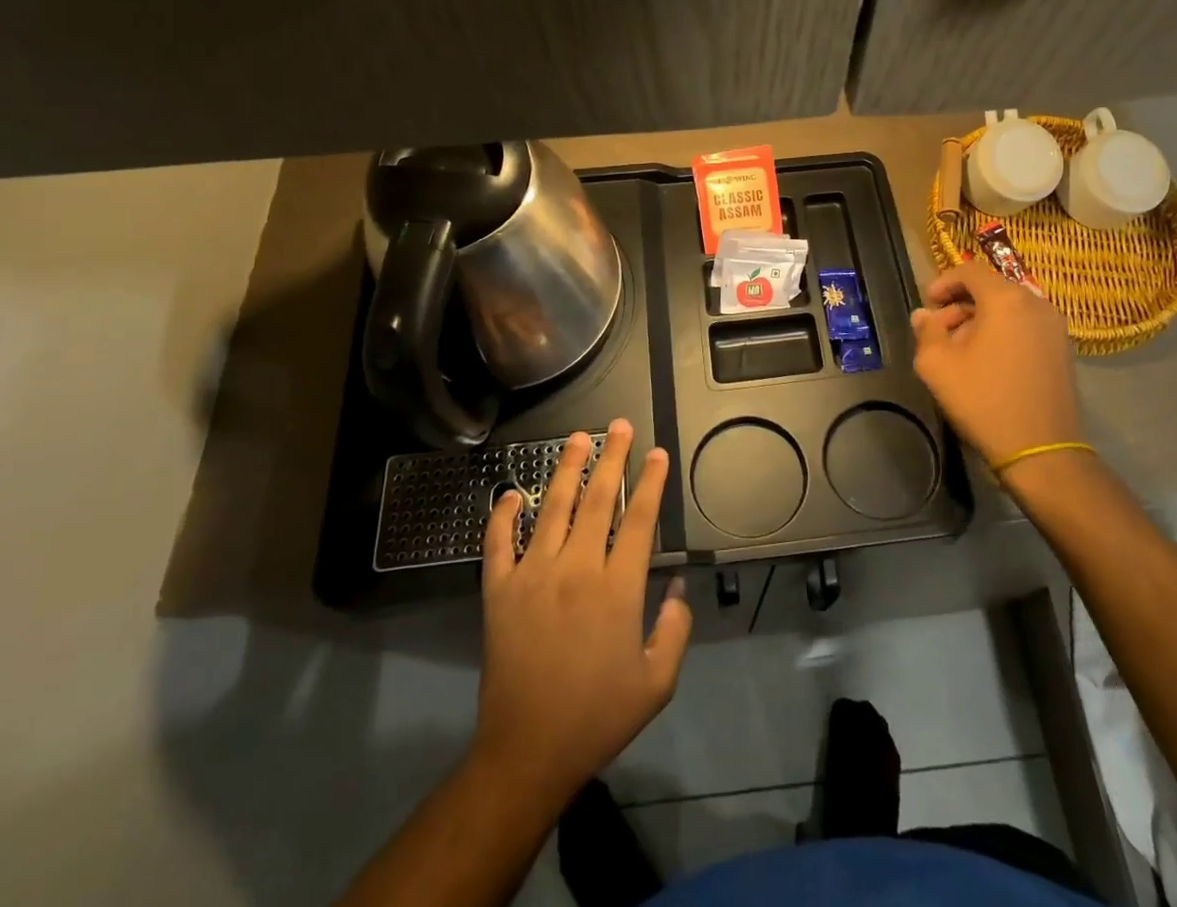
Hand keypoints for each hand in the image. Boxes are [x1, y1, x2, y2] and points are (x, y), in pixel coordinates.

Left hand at [473, 420, 691, 802]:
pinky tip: (510, 494)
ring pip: (552, 508)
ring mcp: (532, 575)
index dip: (651, 482)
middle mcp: (576, 569)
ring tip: (577, 438)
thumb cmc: (597, 716)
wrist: (527, 752)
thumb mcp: (656, 682)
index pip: (638, 519)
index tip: (657, 452)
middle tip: (619, 425)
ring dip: (566, 469)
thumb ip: (675, 628)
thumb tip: (679, 585)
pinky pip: (498, 543)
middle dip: (612, 458)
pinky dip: (502, 515)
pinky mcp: (499, 591)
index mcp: (617, 588)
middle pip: (598, 499)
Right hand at [910, 261, 1083, 469]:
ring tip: (961, 349)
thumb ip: (926, 331)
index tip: (928, 304)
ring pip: (1009, 307)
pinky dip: (1003, 331)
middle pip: (991, 288)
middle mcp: (1036, 303)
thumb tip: (924, 315)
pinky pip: (1026, 324)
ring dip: (981, 318)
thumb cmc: (984, 401)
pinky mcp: (1063, 349)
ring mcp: (1055, 326)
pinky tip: (988, 361)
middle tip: (940, 331)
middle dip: (960, 304)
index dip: (944, 282)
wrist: (1042, 450)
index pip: (970, 271)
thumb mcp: (937, 365)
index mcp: (1006, 300)